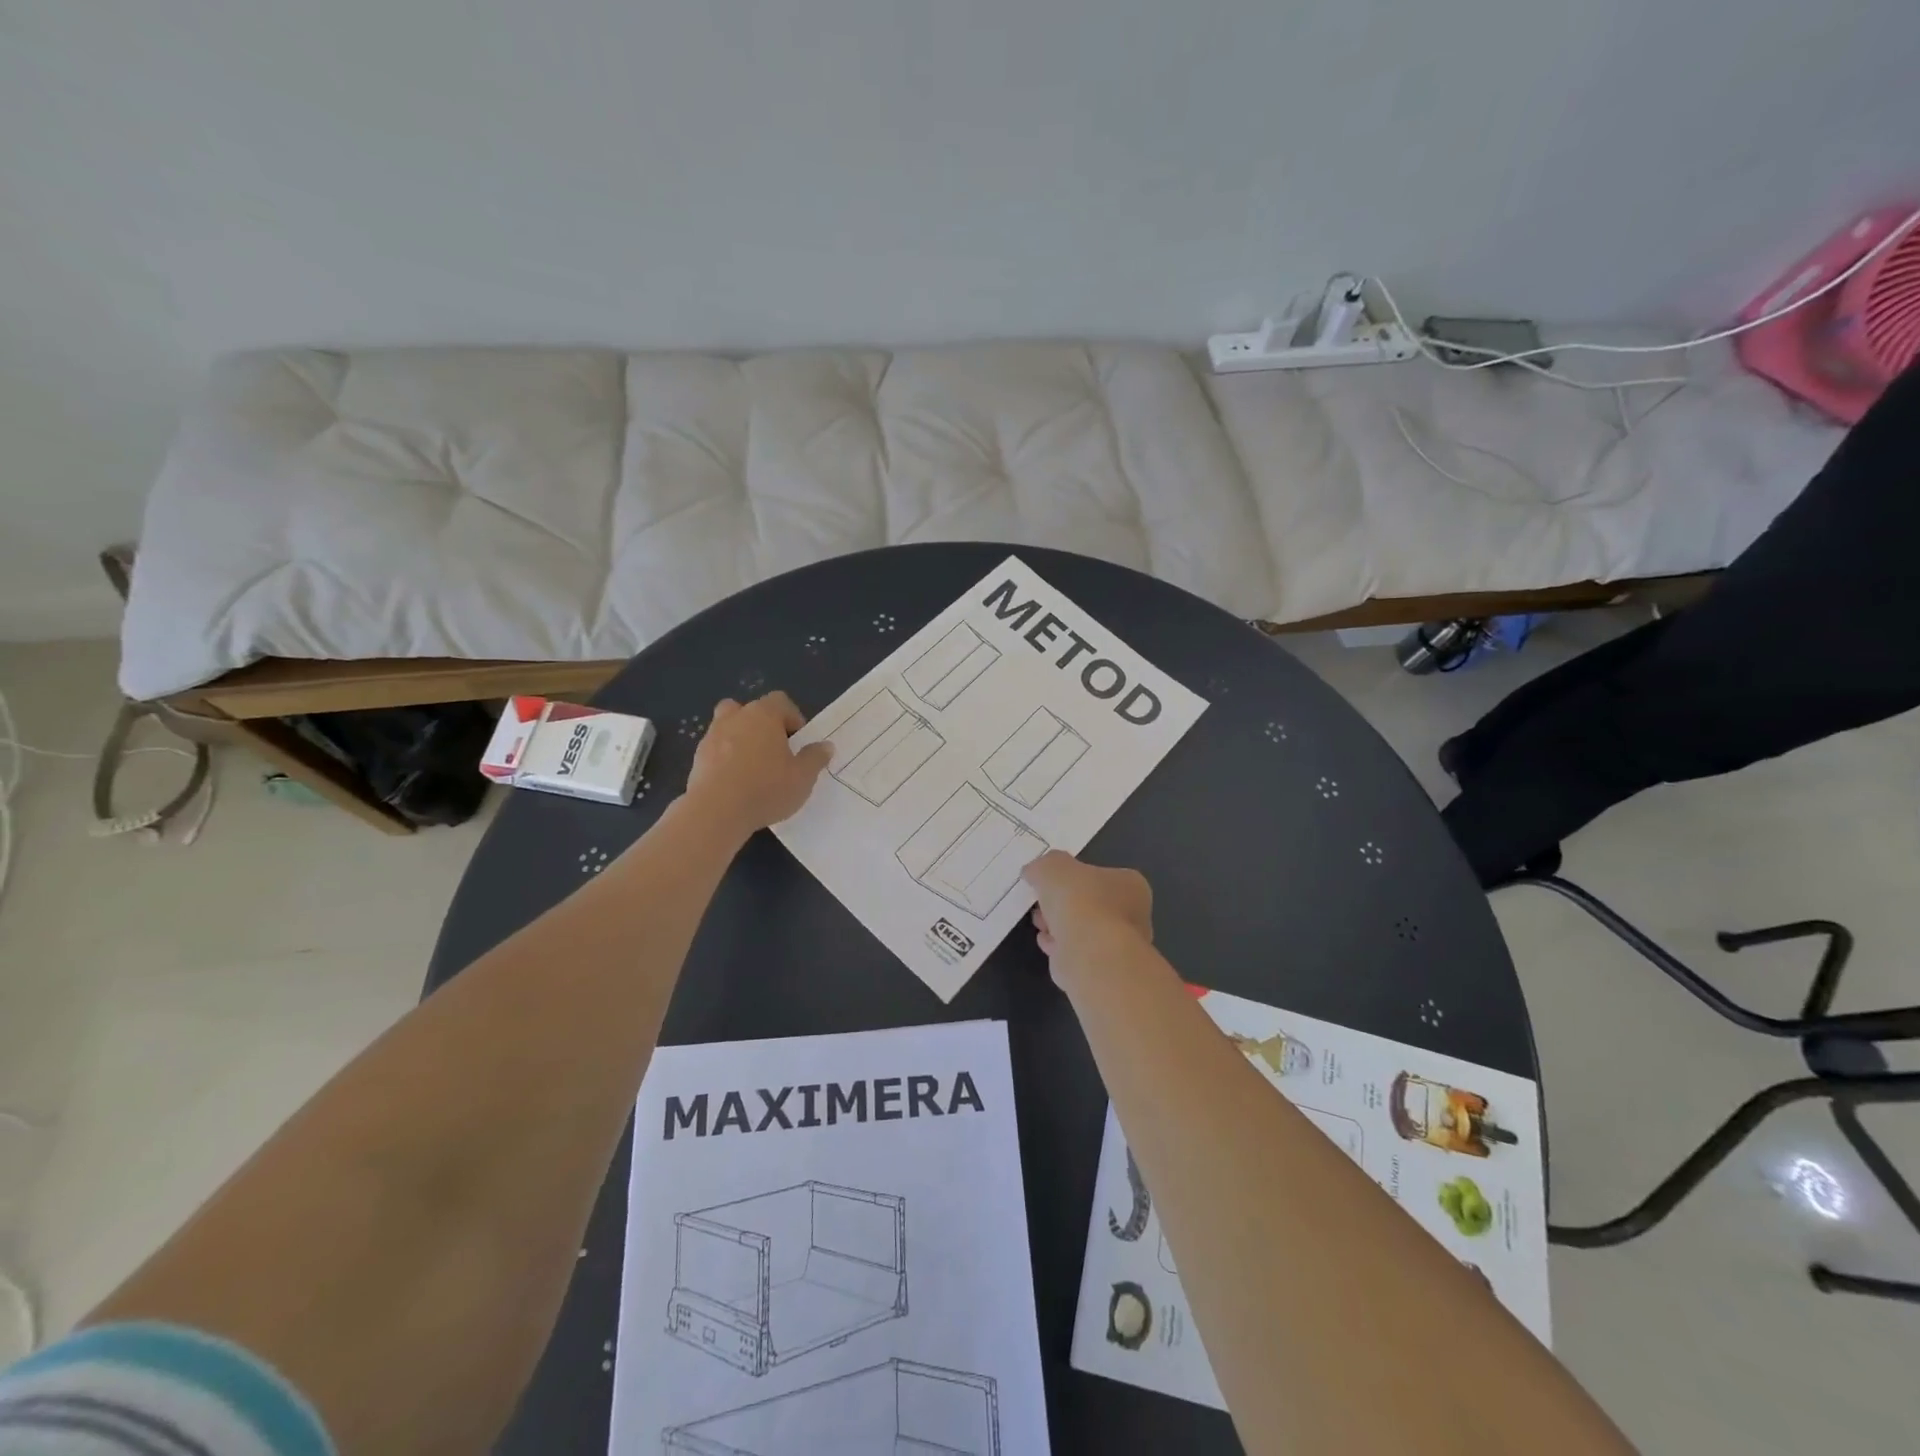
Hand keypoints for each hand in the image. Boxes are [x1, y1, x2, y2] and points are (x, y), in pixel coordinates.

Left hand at [685, 692, 831, 836]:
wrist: (716, 811)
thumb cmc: (766, 788)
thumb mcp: (803, 777)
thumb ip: (815, 758)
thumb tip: (825, 746)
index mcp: (764, 715)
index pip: (781, 701)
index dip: (793, 718)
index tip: (798, 742)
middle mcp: (735, 718)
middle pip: (750, 709)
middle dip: (762, 725)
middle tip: (774, 751)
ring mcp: (712, 737)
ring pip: (728, 727)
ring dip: (741, 740)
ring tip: (753, 768)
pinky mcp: (697, 758)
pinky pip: (716, 750)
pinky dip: (725, 760)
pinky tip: (735, 784)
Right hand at [1023, 851, 1152, 966]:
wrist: (1090, 954)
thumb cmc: (1080, 901)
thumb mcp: (1053, 866)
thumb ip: (1044, 865)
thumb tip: (1035, 872)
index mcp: (1130, 885)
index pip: (1101, 876)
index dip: (1073, 878)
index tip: (1051, 883)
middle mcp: (1133, 916)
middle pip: (1090, 904)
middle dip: (1062, 905)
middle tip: (1041, 903)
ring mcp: (1120, 947)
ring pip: (1082, 931)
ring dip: (1059, 927)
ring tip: (1039, 924)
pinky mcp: (1104, 971)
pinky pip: (1077, 953)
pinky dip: (1061, 948)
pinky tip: (1047, 944)